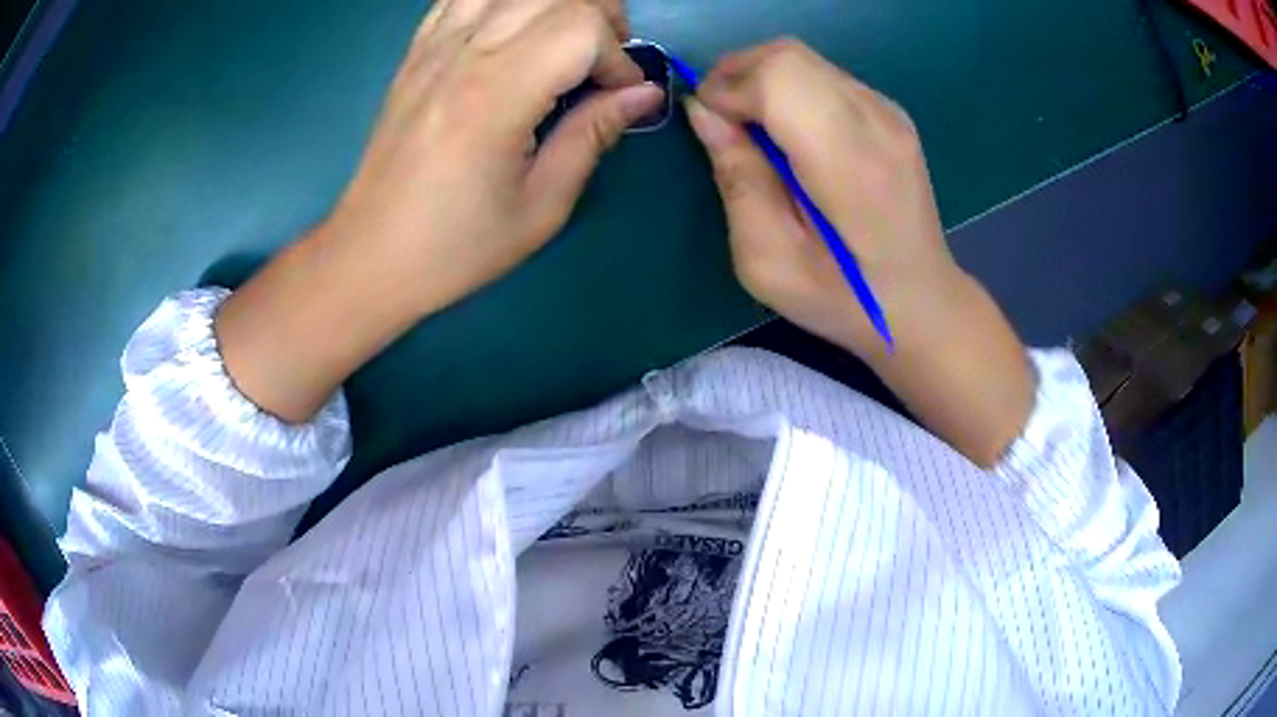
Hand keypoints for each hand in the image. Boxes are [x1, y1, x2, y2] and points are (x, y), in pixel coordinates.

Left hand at [215, 0, 662, 422]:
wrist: (371, 254)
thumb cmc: (456, 244)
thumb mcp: (541, 206)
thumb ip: (593, 136)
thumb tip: (642, 95)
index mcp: (496, 95)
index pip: (580, 28)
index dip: (618, 57)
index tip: (620, 97)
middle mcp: (464, 54)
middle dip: (600, 17)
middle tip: (604, 64)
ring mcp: (434, 47)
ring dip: (557, 4)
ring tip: (566, 41)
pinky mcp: (416, 52)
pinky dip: (503, 2)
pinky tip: (515, 29)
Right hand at [687, 40, 1032, 465]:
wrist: (922, 303)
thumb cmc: (843, 297)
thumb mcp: (768, 260)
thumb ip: (736, 178)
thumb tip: (704, 113)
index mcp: (848, 160)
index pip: (777, 76)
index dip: (727, 88)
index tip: (709, 126)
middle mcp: (875, 120)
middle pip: (788, 54)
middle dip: (736, 74)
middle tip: (720, 120)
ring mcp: (889, 112)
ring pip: (804, 59)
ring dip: (761, 79)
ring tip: (752, 129)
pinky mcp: (892, 114)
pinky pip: (825, 76)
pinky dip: (790, 89)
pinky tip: (791, 134)